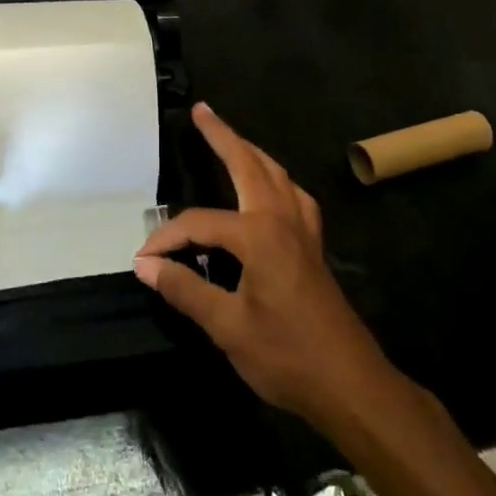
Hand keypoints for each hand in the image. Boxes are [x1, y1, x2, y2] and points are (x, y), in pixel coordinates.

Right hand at [134, 104, 388, 422]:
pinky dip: (276, 180)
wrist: (351, 384)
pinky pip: (294, 196)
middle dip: (223, 135)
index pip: (199, 224)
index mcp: (259, 234)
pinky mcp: (313, 246)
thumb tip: (146, 265)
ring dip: (251, 152)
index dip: (167, 240)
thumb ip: (186, 290)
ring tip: (230, 139)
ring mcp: (303, 230)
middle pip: (249, 164)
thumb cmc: (287, 356)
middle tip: (201, 111)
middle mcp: (282, 219)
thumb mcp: (228, 327)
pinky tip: (270, 191)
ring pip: (276, 174)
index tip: (144, 261)